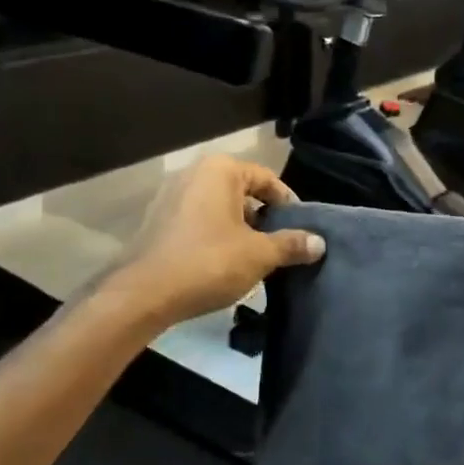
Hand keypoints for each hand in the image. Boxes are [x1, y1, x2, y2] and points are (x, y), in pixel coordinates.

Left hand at [105, 156, 324, 326]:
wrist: (144, 294)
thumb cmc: (209, 262)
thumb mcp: (259, 254)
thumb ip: (291, 244)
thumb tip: (319, 243)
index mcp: (220, 170)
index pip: (267, 179)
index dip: (288, 204)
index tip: (301, 230)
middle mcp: (193, 173)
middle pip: (242, 192)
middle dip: (264, 218)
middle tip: (281, 245)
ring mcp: (170, 196)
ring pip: (220, 208)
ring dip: (240, 230)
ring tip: (256, 258)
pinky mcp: (157, 221)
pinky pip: (198, 221)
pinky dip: (216, 236)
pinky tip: (225, 264)